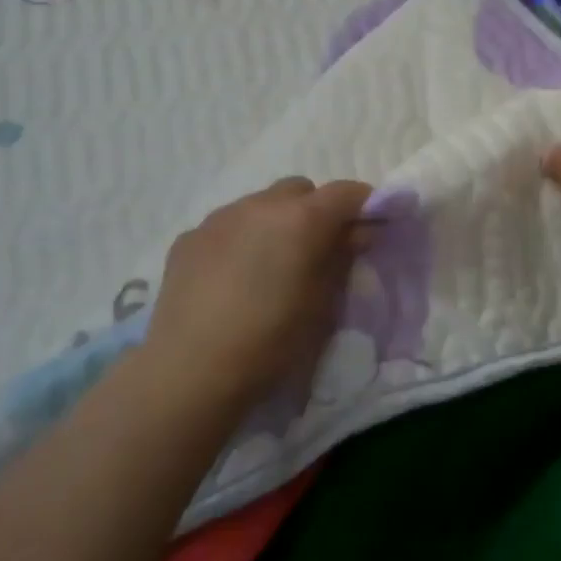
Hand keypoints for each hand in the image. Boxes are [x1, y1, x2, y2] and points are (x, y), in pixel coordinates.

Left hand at [139, 177, 373, 408]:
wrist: (190, 371)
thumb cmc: (271, 340)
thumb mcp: (322, 303)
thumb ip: (342, 258)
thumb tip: (359, 232)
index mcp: (302, 218)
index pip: (347, 192)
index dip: (365, 205)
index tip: (371, 228)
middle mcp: (260, 204)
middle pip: (301, 190)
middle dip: (316, 211)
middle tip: (317, 250)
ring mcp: (219, 218)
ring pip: (260, 204)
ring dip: (275, 223)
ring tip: (270, 265)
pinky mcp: (189, 238)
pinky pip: (227, 226)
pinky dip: (240, 240)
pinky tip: (232, 278)